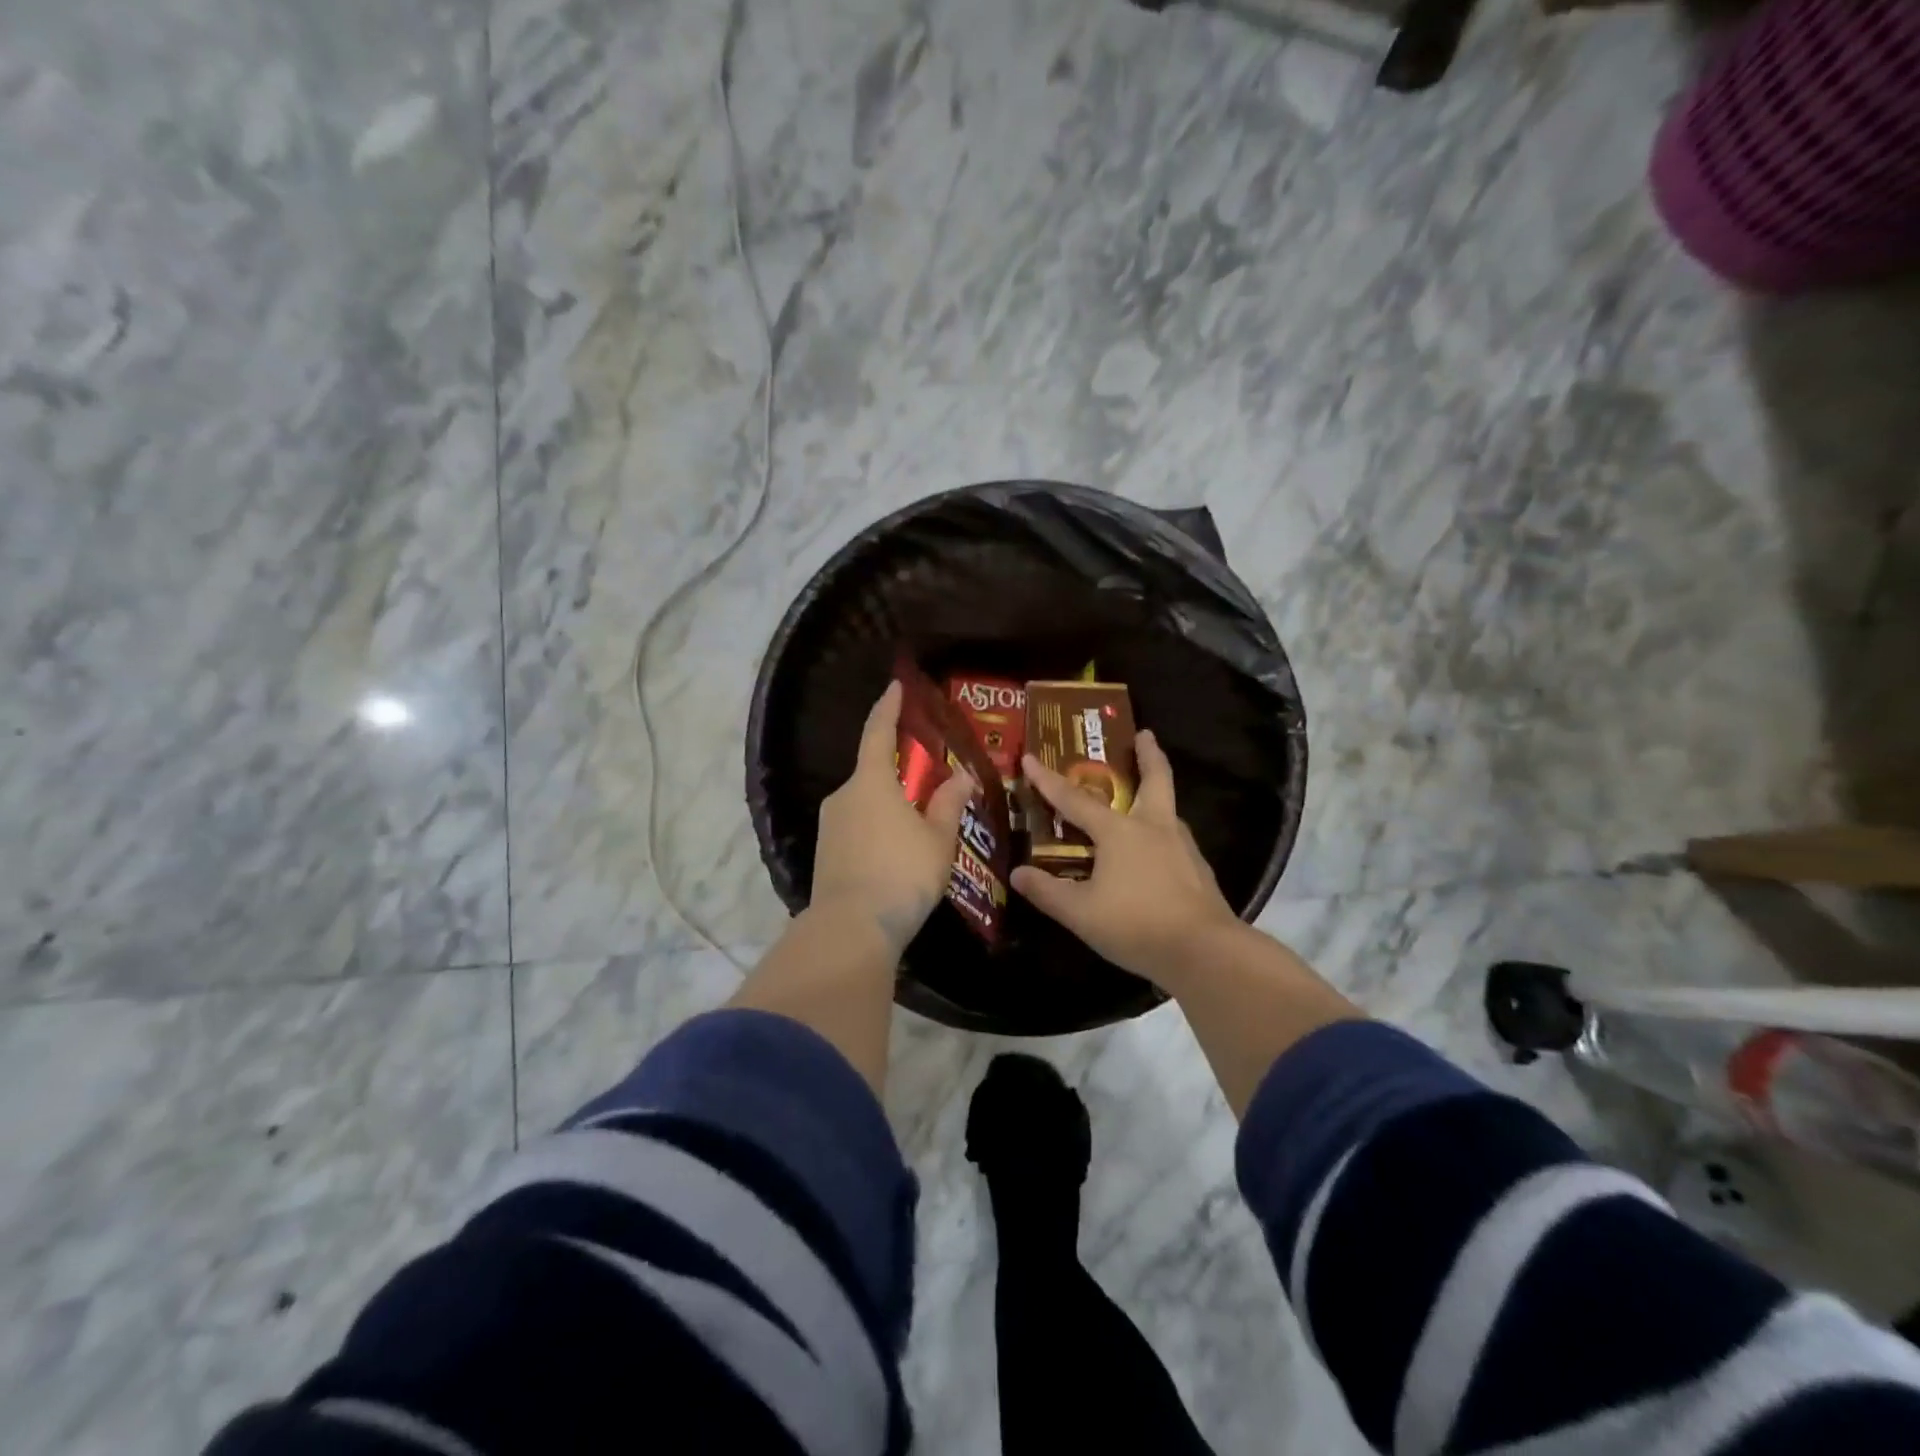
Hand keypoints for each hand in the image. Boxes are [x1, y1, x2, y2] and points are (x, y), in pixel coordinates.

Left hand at [810, 680, 976, 957]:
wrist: (851, 929)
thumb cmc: (902, 874)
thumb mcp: (938, 839)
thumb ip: (949, 803)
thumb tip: (961, 776)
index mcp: (871, 782)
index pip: (878, 731)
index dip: (888, 707)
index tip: (896, 686)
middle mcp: (843, 796)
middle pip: (872, 771)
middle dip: (898, 770)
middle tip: (928, 779)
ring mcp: (829, 825)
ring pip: (865, 802)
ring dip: (889, 804)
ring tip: (919, 822)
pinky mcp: (825, 852)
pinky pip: (856, 826)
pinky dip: (877, 827)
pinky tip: (896, 850)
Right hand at [1012, 731, 1242, 987]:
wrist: (1204, 951)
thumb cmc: (1135, 924)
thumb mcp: (1080, 912)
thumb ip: (1047, 892)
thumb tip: (1018, 874)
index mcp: (1120, 831)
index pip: (1075, 799)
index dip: (1048, 780)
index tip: (1030, 756)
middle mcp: (1154, 827)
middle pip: (1155, 779)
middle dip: (1148, 754)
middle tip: (1144, 734)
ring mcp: (1182, 847)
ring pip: (1169, 808)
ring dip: (1158, 792)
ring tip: (1144, 797)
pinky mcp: (1198, 870)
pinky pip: (1176, 838)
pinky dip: (1163, 831)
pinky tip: (1157, 850)